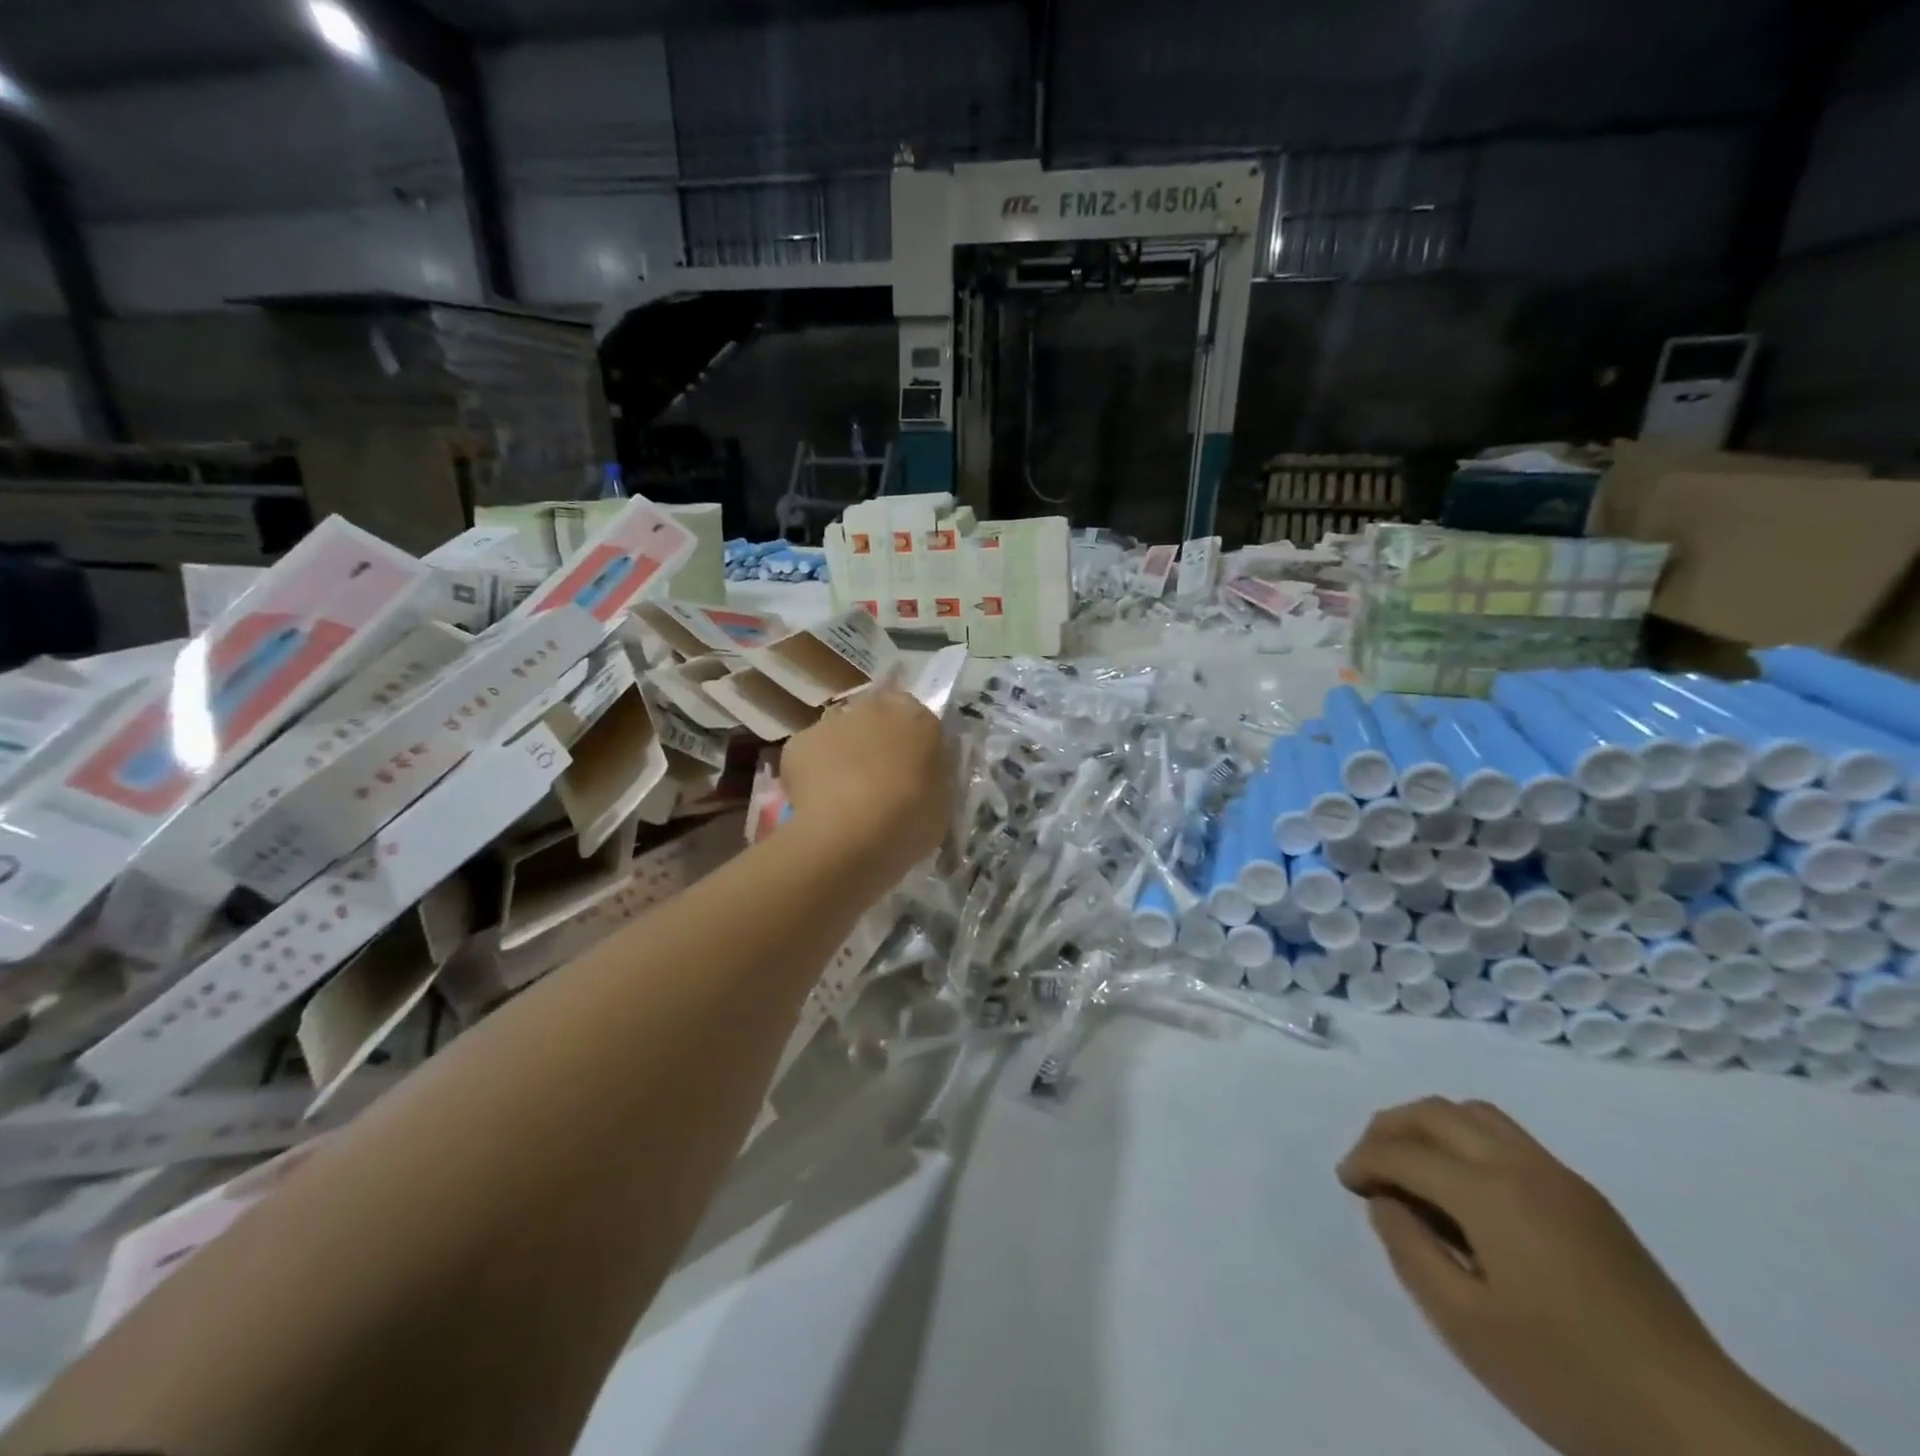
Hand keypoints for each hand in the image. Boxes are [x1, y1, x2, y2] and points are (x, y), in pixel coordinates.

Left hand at [780, 683, 951, 887]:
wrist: (850, 833)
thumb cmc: (910, 818)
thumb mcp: (942, 799)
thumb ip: (932, 776)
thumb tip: (921, 773)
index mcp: (916, 716)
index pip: (917, 718)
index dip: (912, 745)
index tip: (911, 772)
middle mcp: (874, 707)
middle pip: (875, 721)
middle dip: (876, 745)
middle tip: (879, 786)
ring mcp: (832, 722)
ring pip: (840, 737)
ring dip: (843, 758)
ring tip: (844, 802)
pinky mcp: (798, 743)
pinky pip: (810, 758)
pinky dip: (813, 775)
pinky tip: (818, 806)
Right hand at [1339, 1098, 1852, 1455]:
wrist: (1704, 1429)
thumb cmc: (1569, 1377)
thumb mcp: (1466, 1325)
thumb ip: (1411, 1250)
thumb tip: (1387, 1202)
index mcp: (1489, 1192)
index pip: (1404, 1152)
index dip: (1364, 1160)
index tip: (1347, 1184)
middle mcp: (1521, 1165)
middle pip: (1436, 1112)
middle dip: (1389, 1128)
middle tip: (1370, 1165)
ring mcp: (1561, 1178)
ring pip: (1475, 1114)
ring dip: (1430, 1127)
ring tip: (1414, 1167)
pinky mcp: (1588, 1200)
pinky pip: (1509, 1139)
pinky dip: (1468, 1141)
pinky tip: (1469, 1191)